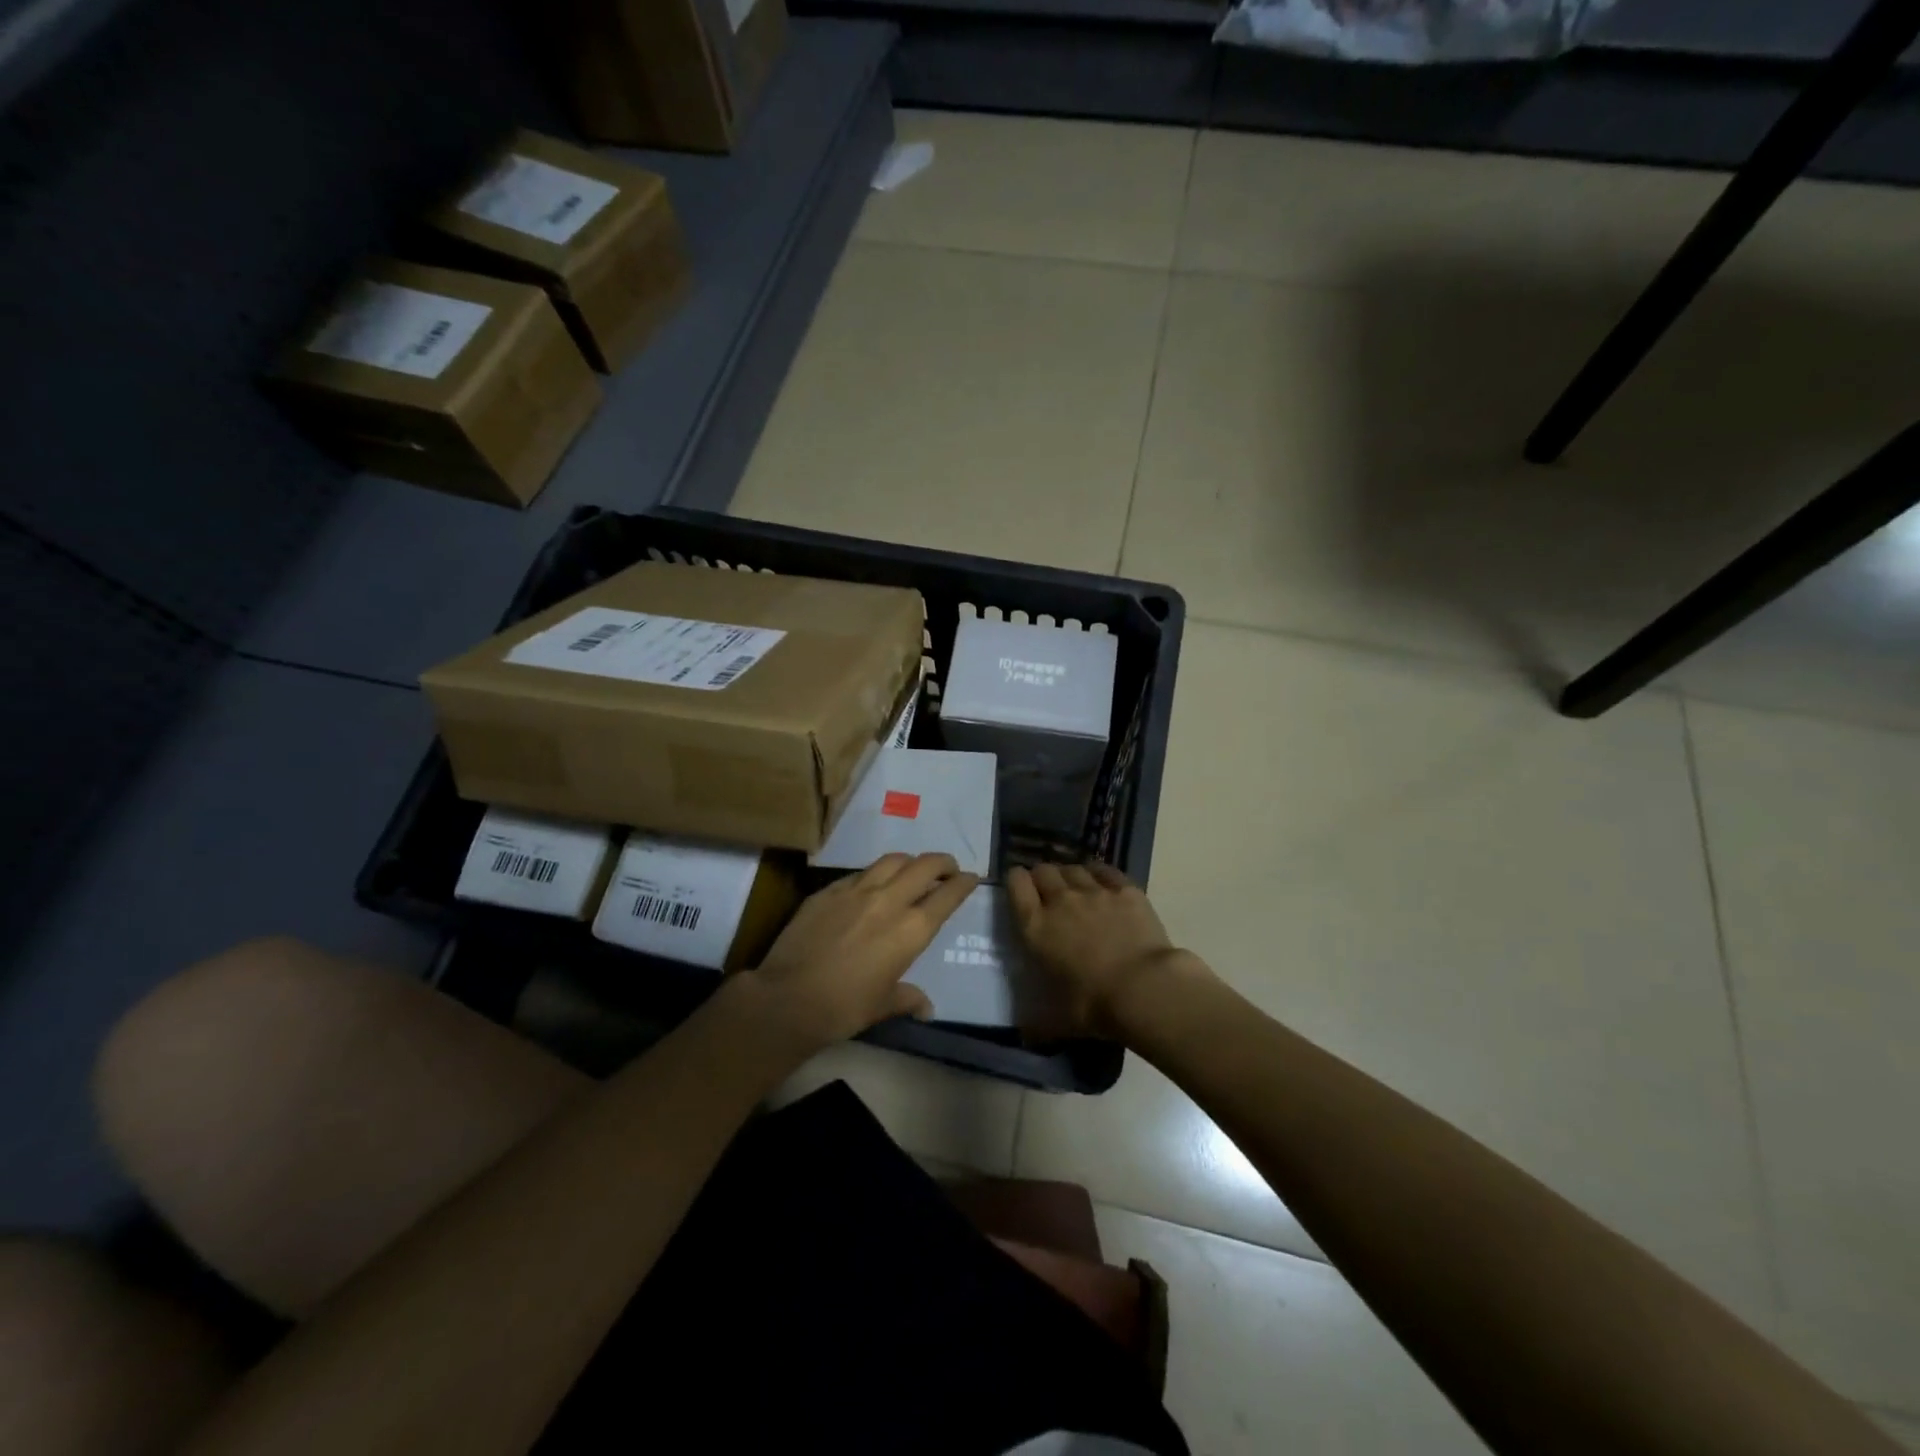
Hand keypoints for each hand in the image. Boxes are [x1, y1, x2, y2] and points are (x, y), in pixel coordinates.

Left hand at [744, 853, 977, 1048]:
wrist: (788, 998)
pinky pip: (859, 873)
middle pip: (924, 866)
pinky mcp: (828, 890)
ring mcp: (856, 890)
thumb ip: (908, 998)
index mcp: (911, 930)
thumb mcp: (883, 1005)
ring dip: (909, 862)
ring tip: (912, 870)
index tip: (972, 878)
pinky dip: (875, 874)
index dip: (963, 884)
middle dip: (942, 863)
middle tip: (948, 868)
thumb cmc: (844, 1008)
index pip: (947, 896)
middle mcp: (888, 901)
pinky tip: (871, 885)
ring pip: (892, 860)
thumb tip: (926, 1008)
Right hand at [1007, 863, 1200, 1040]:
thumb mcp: (1056, 1020)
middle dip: (1041, 876)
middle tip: (1046, 891)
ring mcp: (1095, 891)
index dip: (1015, 880)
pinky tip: (1100, 881)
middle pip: (1043, 870)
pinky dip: (1098, 873)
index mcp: (1036, 927)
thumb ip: (1036, 1022)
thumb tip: (1026, 1036)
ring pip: (1073, 868)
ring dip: (1068, 874)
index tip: (1018, 886)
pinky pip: (1105, 870)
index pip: (1016, 885)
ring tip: (1074, 886)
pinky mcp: (1125, 890)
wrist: (1144, 989)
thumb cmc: (1092, 1005)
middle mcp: (1061, 901)